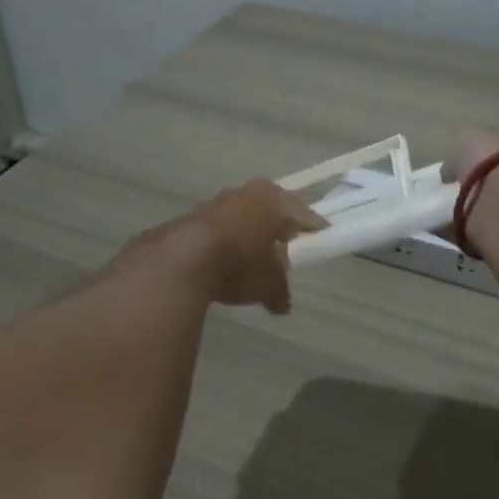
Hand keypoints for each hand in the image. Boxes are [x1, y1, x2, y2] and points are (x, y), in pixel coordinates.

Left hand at [118, 179, 325, 313]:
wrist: (179, 262)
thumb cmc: (239, 263)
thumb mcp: (269, 284)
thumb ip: (280, 292)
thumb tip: (283, 305)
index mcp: (273, 199)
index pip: (304, 216)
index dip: (313, 234)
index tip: (319, 247)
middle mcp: (245, 192)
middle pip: (271, 214)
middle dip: (278, 235)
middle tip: (286, 258)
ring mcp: (215, 202)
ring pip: (243, 221)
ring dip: (249, 241)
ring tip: (253, 267)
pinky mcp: (190, 218)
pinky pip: (219, 233)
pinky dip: (225, 247)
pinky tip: (224, 269)